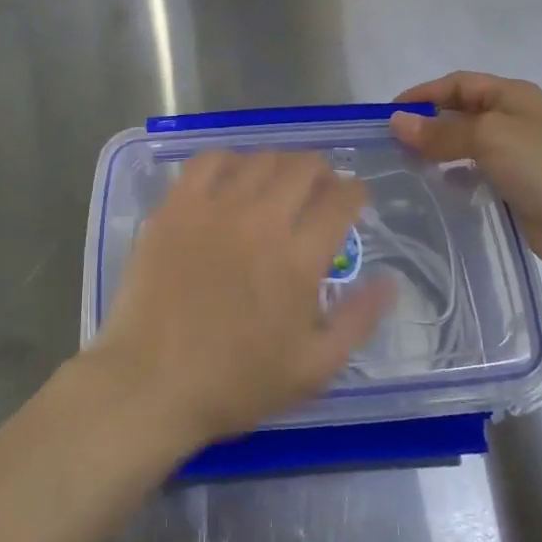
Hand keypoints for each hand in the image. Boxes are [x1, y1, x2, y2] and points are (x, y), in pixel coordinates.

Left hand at [92, 151, 393, 450]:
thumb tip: (389, 281)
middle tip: (319, 188)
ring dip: (280, 163)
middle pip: (303, 167)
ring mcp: (215, 207)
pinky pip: (208, 160)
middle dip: (322, 171)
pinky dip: (229, 160)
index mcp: (299, 258)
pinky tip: (232, 177)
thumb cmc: (235, 383)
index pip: (341, 199)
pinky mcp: (176, 205)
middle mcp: (262, 220)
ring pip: (260, 158)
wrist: (151, 382)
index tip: (354, 198)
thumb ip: (357, 321)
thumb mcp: (313, 369)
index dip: (355, 191)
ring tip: (278, 181)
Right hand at [390, 72, 541, 270]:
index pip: (458, 84)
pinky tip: (439, 186)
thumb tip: (396, 123)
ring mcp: (515, 153)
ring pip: (465, 143)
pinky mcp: (514, 184)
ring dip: (438, 150)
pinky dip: (454, 175)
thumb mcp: (487, 137)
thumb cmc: (539, 165)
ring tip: (407, 164)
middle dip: (428, 123)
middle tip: (394, 141)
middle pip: (460, 112)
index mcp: (512, 95)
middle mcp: (513, 118)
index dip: (424, 94)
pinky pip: (475, 171)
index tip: (390, 113)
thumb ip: (440, 131)